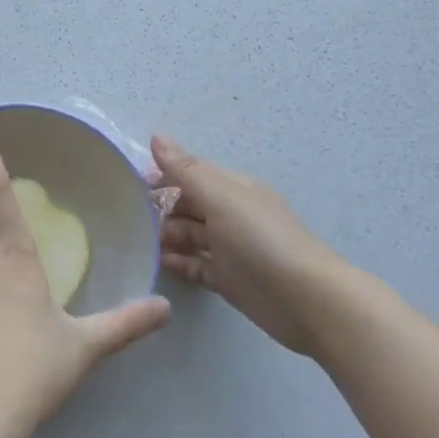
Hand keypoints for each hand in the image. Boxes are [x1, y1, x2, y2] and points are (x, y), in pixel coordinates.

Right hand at [153, 135, 346, 357]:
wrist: (307, 301)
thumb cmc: (261, 240)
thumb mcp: (221, 197)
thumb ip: (186, 169)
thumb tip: (156, 136)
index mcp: (233, 188)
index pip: (192, 173)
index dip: (163, 175)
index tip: (132, 186)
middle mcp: (232, 214)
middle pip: (190, 205)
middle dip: (162, 208)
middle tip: (132, 220)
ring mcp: (232, 249)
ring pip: (192, 235)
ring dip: (168, 236)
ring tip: (141, 243)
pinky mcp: (230, 280)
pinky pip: (198, 266)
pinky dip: (180, 263)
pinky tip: (160, 265)